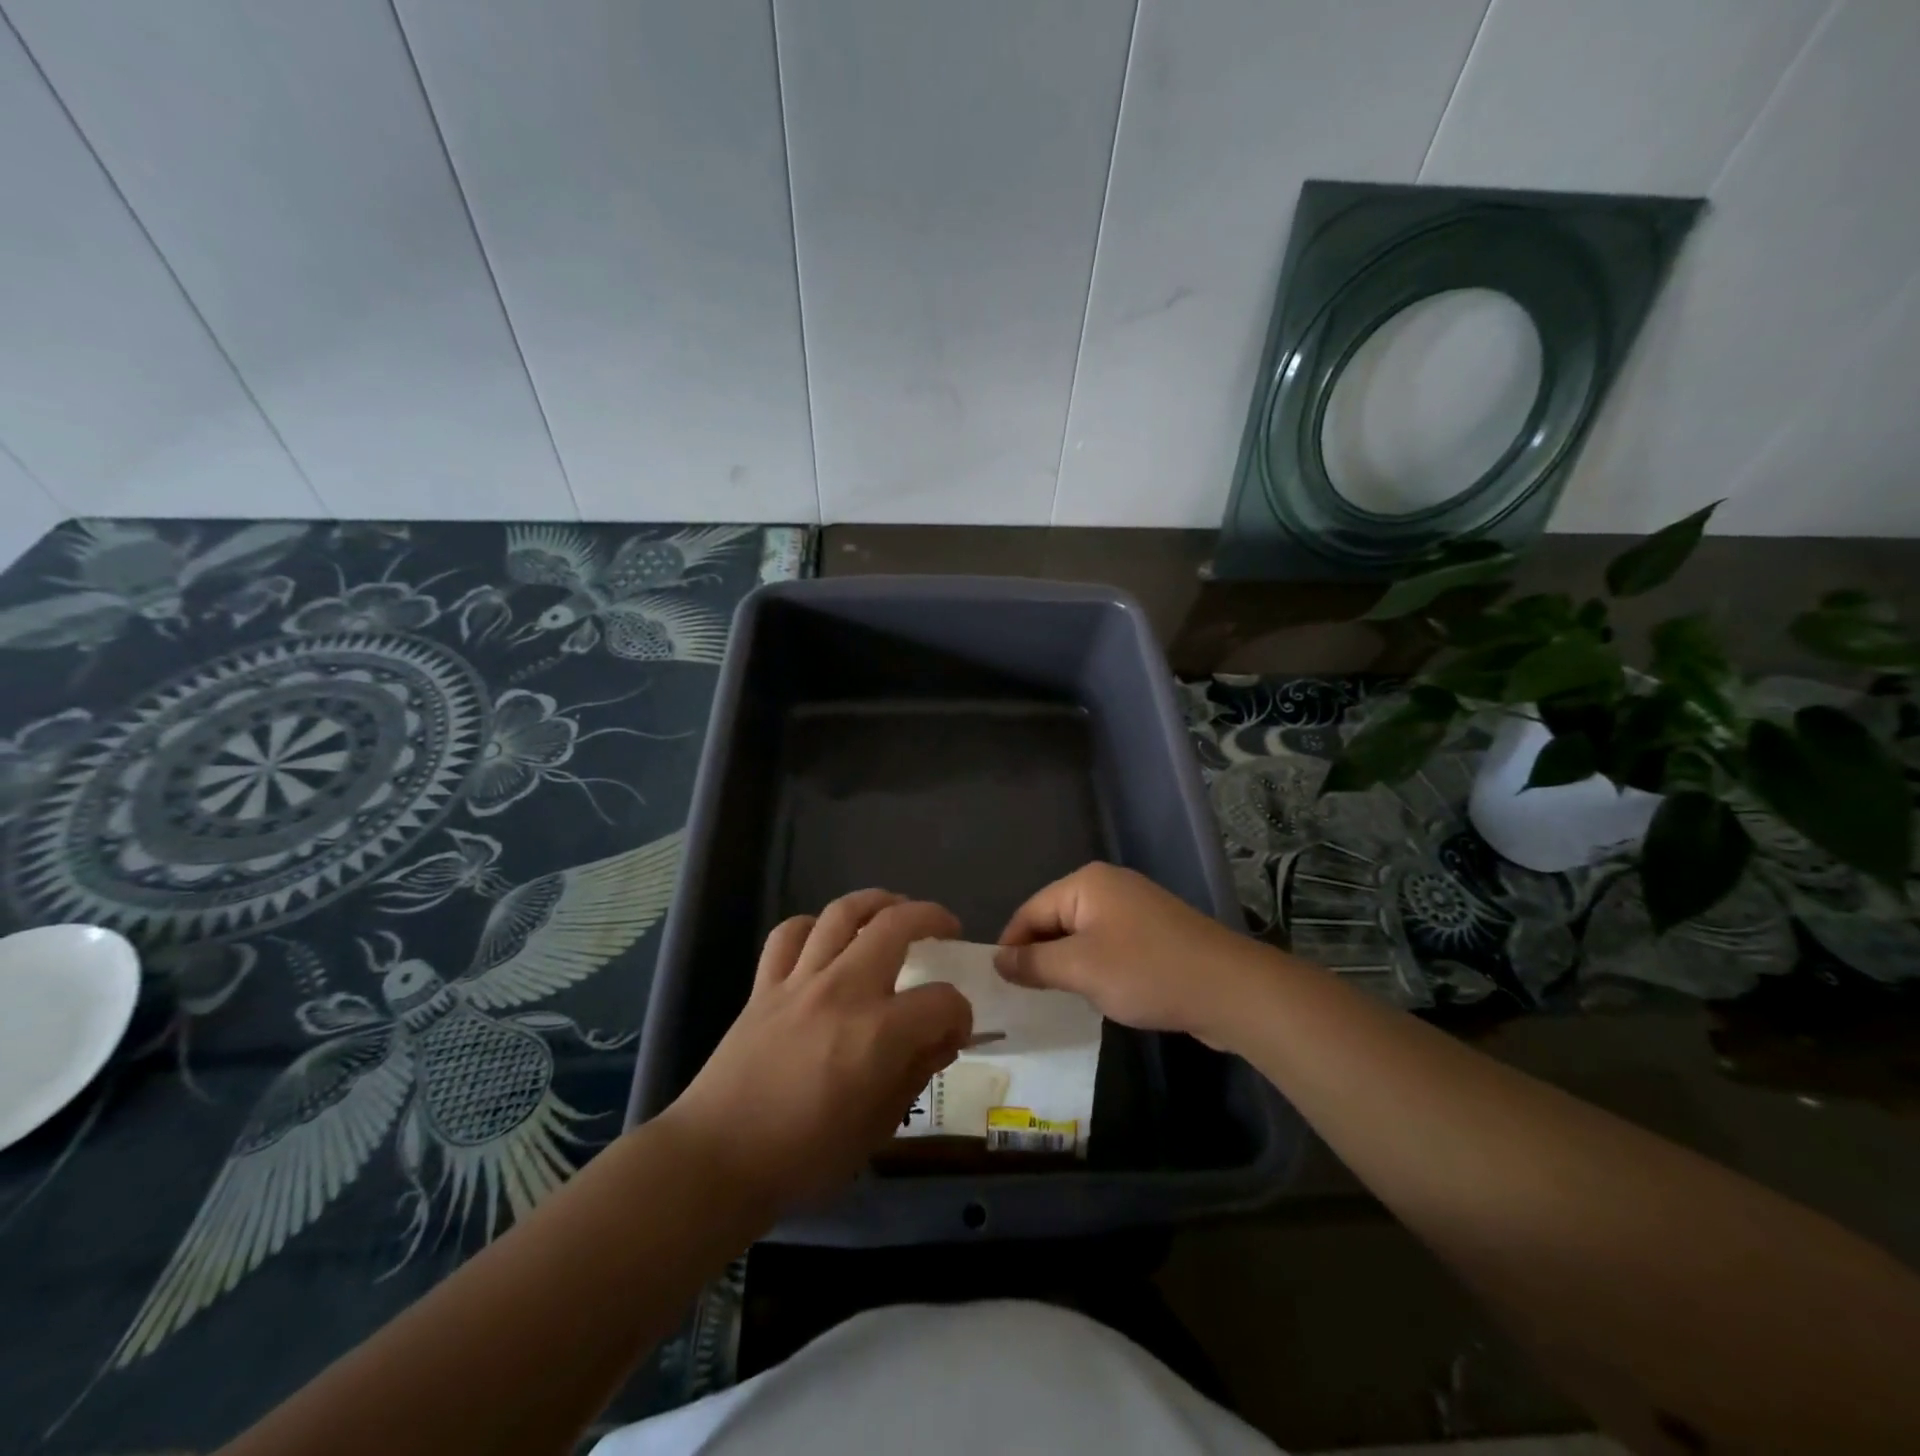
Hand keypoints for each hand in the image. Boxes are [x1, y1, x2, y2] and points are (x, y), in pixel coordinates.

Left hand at [659, 890, 971, 1215]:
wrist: (718, 1160)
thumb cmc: (804, 1157)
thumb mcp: (877, 1129)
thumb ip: (915, 1073)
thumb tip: (942, 1039)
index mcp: (878, 1034)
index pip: (942, 1000)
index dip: (960, 1012)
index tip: (956, 1029)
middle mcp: (843, 991)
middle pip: (896, 925)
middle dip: (932, 918)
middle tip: (947, 929)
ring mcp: (800, 981)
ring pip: (843, 913)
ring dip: (877, 901)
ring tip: (894, 909)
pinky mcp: (765, 985)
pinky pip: (790, 933)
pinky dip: (813, 926)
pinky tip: (826, 937)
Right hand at [995, 862, 1277, 1050]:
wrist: (1228, 989)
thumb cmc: (1145, 972)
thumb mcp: (1080, 968)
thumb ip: (1034, 963)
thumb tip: (998, 960)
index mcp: (1086, 883)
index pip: (1030, 910)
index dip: (1011, 946)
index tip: (999, 986)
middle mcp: (1108, 886)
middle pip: (1055, 919)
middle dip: (1039, 956)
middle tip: (1024, 998)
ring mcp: (1135, 908)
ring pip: (1082, 935)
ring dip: (1067, 965)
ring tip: (1055, 1000)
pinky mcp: (1154, 933)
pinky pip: (1108, 946)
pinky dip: (1095, 968)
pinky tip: (1096, 995)